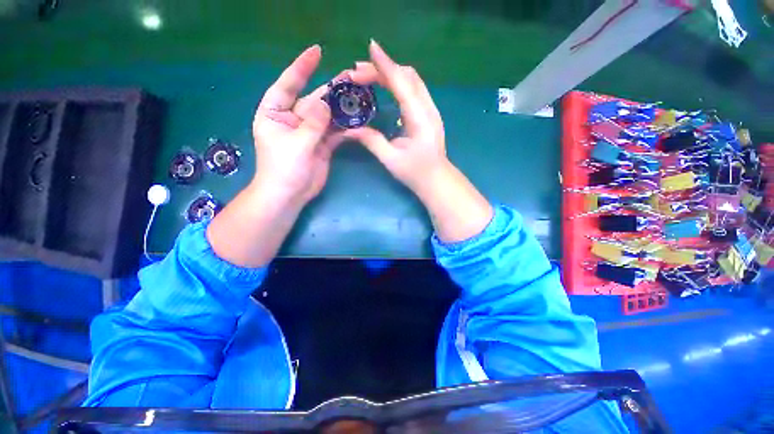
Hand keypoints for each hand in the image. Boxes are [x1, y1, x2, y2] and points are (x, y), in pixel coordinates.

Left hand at [207, 45, 349, 267]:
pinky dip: (345, 127)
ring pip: (327, 116)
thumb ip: (313, 122)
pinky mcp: (322, 145)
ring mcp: (309, 133)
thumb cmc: (283, 168)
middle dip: (331, 89)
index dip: (301, 67)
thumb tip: (326, 103)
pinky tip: (357, 120)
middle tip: (351, 76)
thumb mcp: (297, 143)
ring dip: (342, 108)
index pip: (288, 84)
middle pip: (313, 99)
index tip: (317, 52)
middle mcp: (292, 119)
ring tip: (360, 96)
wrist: (290, 196)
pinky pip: (335, 132)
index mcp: (275, 112)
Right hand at [345, 40, 492, 242]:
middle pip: (407, 76)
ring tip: (366, 75)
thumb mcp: (391, 159)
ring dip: (390, 73)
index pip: (402, 84)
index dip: (385, 65)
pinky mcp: (427, 113)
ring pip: (411, 80)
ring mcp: (430, 110)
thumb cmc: (416, 173)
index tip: (370, 48)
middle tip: (356, 73)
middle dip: (382, 69)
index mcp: (420, 119)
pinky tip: (383, 86)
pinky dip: (397, 82)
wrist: (436, 180)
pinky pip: (413, 89)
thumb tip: (349, 129)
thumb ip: (372, 141)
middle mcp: (428, 108)